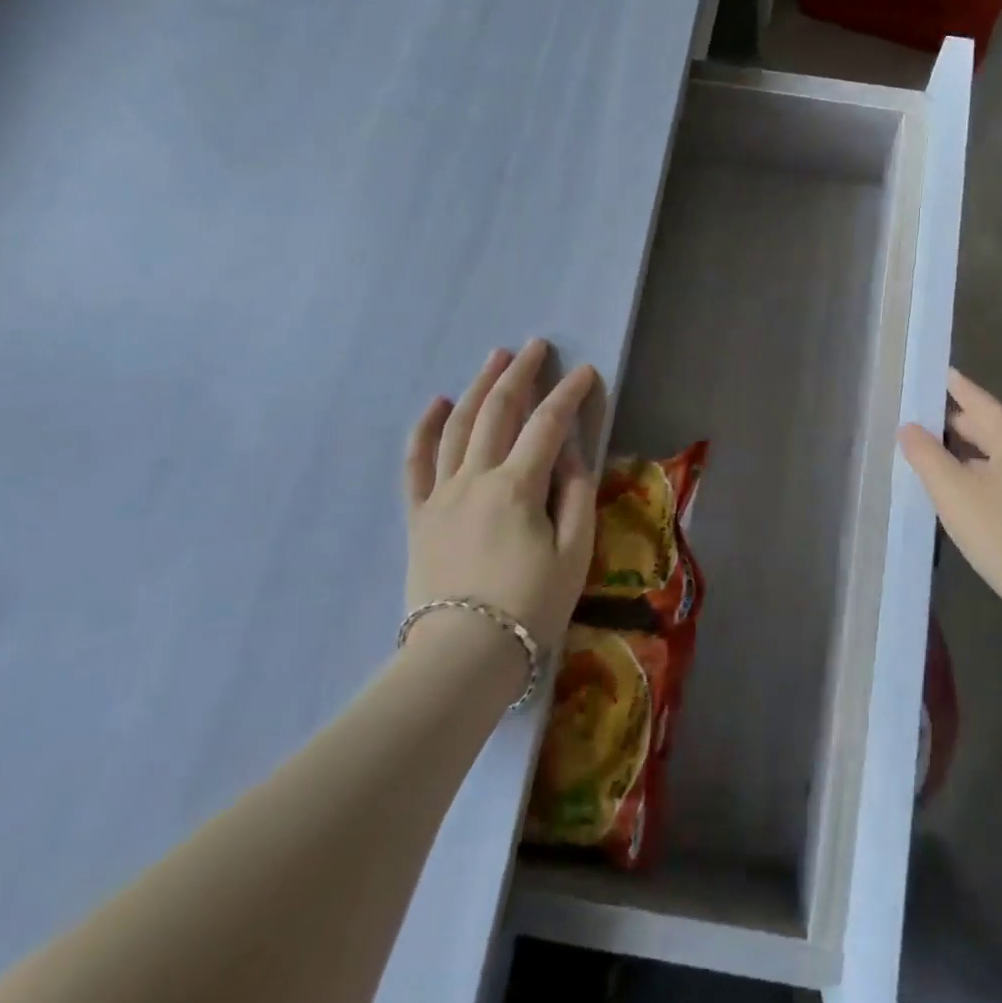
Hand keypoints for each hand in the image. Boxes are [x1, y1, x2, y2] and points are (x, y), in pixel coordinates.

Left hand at [403, 341, 601, 643]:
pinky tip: (435, 403)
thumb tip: (573, 450)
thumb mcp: (574, 552)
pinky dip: (424, 429)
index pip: (548, 424)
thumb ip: (576, 493)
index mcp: (517, 486)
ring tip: (495, 359)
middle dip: (521, 373)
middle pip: (498, 411)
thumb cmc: (530, 606)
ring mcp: (442, 494)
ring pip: (458, 426)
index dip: (569, 393)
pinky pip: (416, 463)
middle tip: (536, 346)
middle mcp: (476, 477)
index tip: (585, 371)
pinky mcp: (419, 515)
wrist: (462, 656)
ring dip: (478, 386)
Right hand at [898, 368, 1001, 631]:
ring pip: (1000, 457)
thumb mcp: (953, 491)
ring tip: (939, 454)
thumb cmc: (1001, 532)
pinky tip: (966, 493)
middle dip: (960, 422)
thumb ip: (927, 455)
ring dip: (970, 452)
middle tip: (928, 415)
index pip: (981, 402)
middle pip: (992, 428)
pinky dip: (982, 476)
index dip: (958, 387)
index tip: (941, 372)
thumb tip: (910, 428)